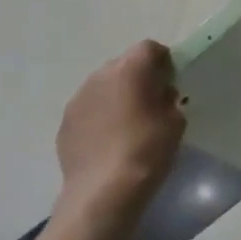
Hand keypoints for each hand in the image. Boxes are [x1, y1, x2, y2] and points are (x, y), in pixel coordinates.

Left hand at [54, 40, 185, 231]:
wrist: (103, 191)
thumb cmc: (147, 150)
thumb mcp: (175, 121)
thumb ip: (168, 99)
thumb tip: (159, 95)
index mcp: (129, 70)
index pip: (149, 48)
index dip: (163, 60)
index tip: (172, 81)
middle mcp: (99, 77)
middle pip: (123, 64)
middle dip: (139, 76)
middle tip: (153, 101)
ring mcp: (77, 100)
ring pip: (103, 86)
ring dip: (117, 95)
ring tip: (130, 122)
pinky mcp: (65, 123)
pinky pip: (89, 108)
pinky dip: (101, 115)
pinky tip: (111, 140)